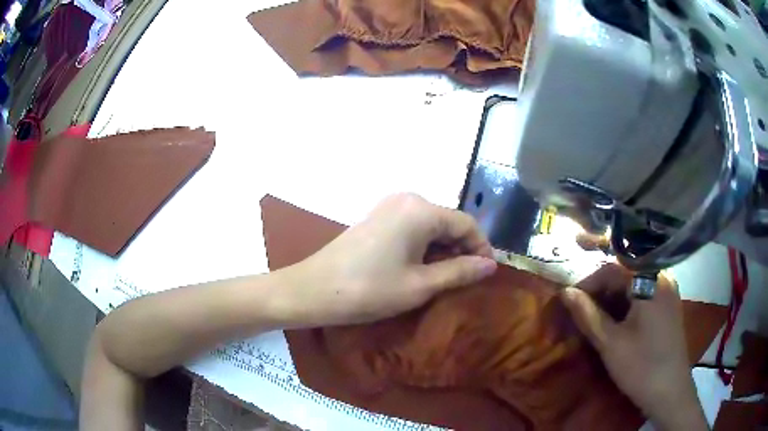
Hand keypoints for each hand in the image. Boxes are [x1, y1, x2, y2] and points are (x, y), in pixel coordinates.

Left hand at [280, 193, 496, 326]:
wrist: (313, 290)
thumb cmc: (369, 290)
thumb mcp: (420, 285)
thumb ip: (460, 271)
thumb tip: (491, 265)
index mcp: (421, 210)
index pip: (466, 224)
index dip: (482, 248)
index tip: (488, 273)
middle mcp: (407, 199)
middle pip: (448, 222)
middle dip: (462, 249)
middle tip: (468, 279)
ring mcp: (389, 207)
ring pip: (431, 226)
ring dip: (444, 250)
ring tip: (448, 278)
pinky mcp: (377, 218)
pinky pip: (413, 228)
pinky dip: (425, 246)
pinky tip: (423, 268)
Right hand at [561, 270, 707, 430]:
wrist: (670, 391)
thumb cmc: (640, 366)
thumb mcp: (610, 343)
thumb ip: (587, 315)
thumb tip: (565, 292)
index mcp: (649, 281)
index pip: (612, 269)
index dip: (588, 284)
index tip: (570, 303)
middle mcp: (662, 278)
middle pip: (625, 275)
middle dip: (601, 293)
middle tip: (582, 314)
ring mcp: (668, 291)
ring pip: (634, 285)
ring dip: (613, 300)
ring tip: (597, 320)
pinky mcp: (669, 305)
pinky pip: (645, 295)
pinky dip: (627, 305)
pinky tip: (618, 323)